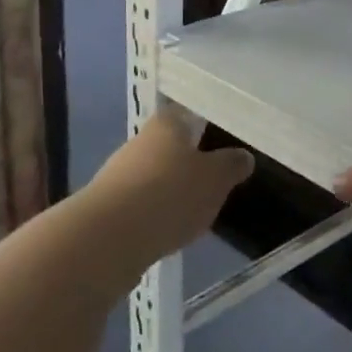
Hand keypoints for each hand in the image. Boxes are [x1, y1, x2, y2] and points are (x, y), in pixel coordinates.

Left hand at [89, 110, 252, 266]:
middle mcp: (140, 141)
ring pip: (155, 175)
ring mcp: (119, 174)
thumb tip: (243, 156)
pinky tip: (169, 231)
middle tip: (215, 180)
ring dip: (172, 190)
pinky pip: (141, 204)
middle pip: (171, 145)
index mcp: (167, 123)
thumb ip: (231, 165)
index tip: (223, 139)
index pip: (189, 113)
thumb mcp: (216, 179)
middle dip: (190, 162)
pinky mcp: (108, 207)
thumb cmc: (170, 194)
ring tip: (196, 212)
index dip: (206, 125)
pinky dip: (156, 214)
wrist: (107, 239)